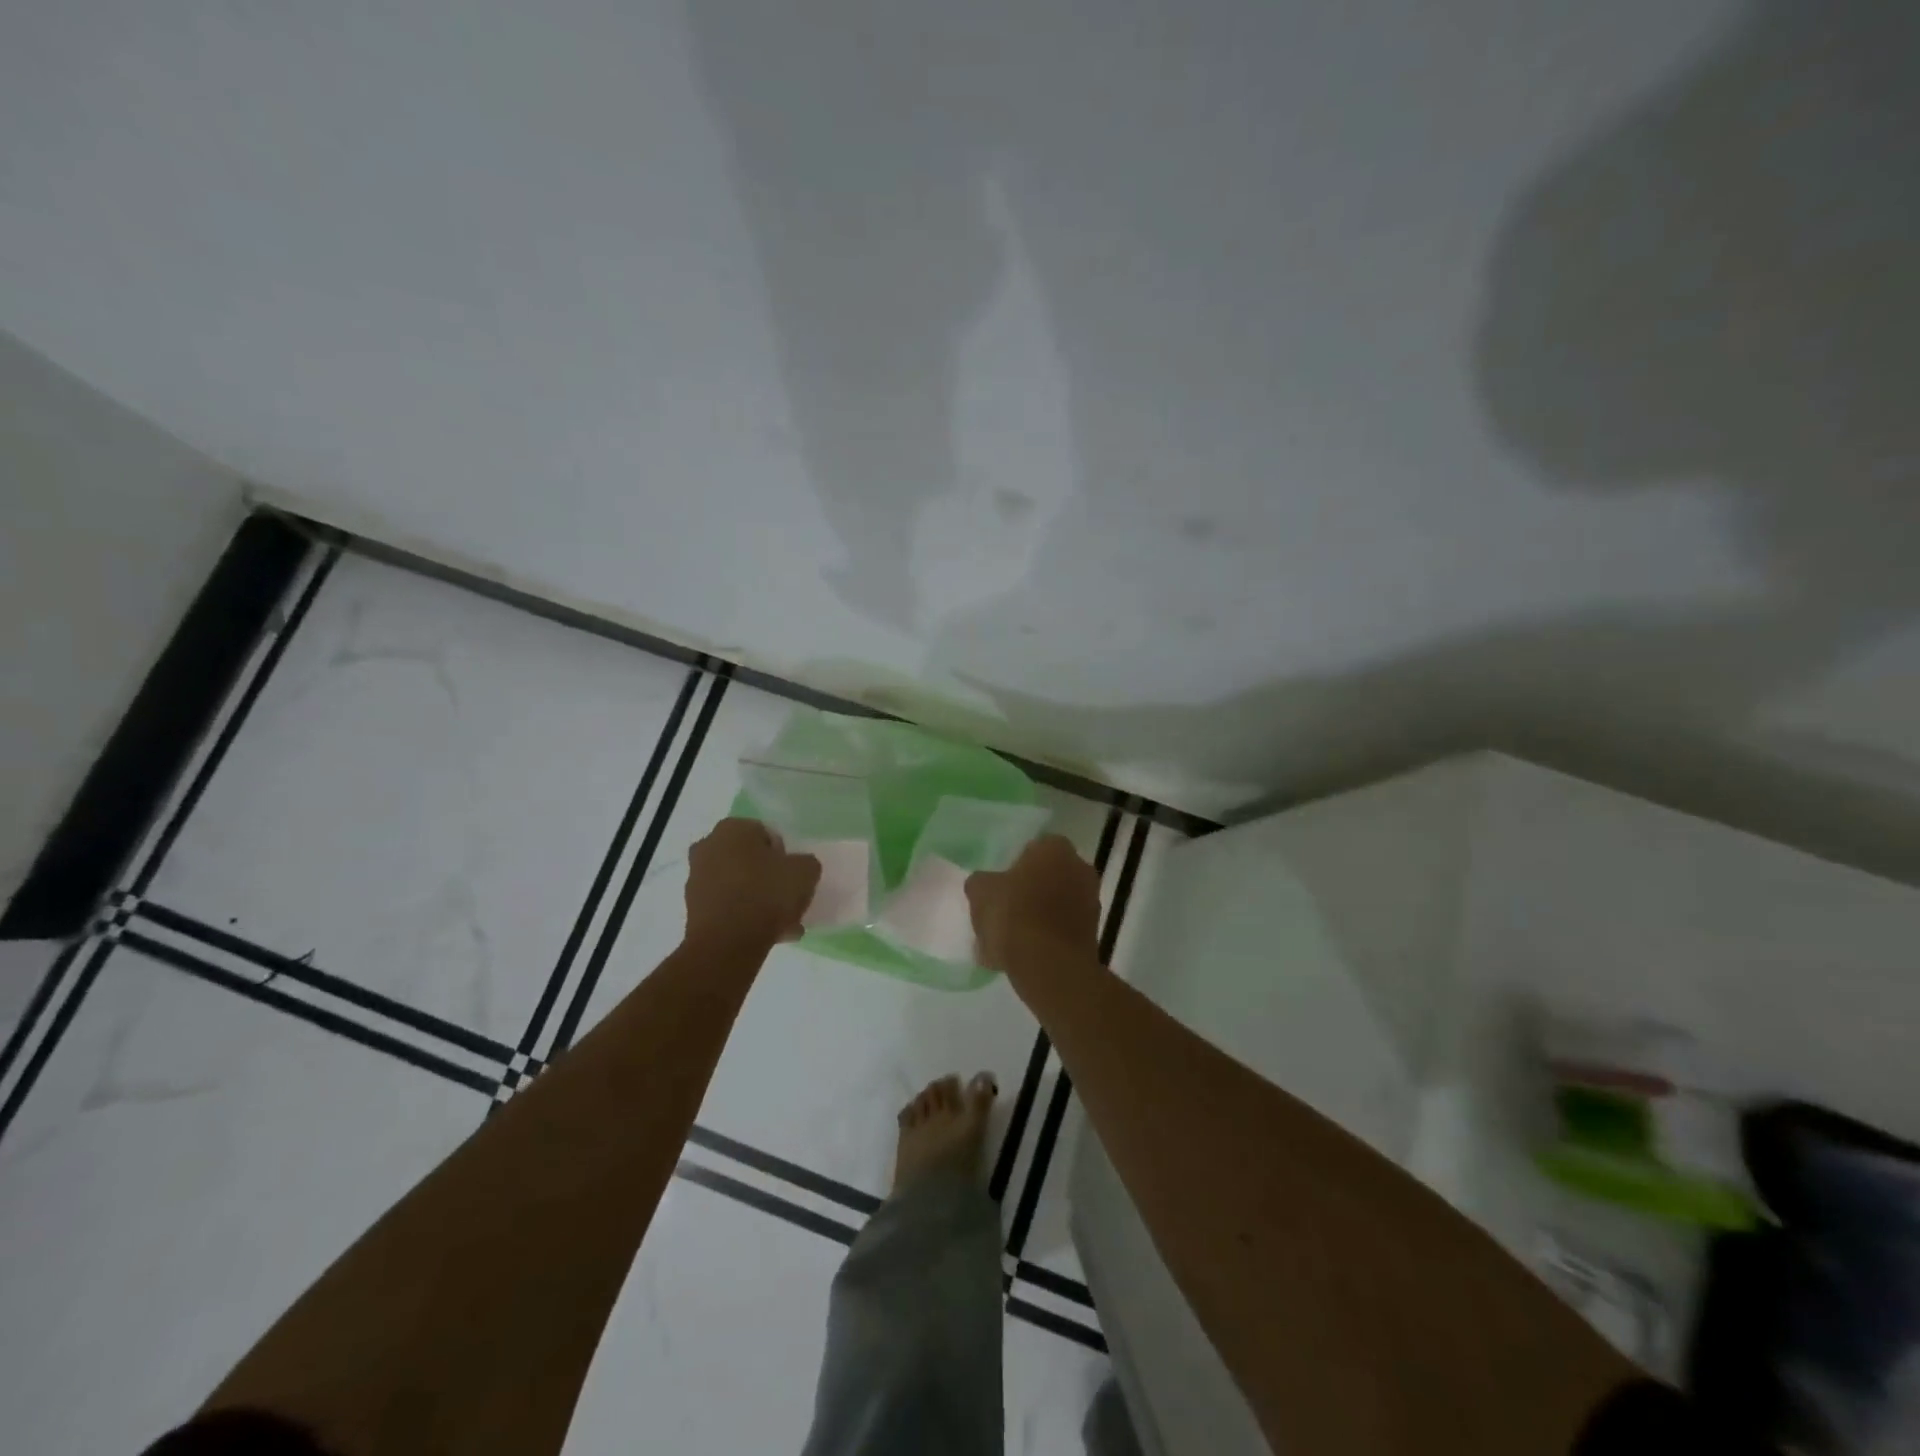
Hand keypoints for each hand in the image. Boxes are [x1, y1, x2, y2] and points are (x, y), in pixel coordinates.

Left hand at [684, 818, 820, 950]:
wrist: (727, 943)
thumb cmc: (766, 894)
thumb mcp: (805, 871)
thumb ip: (805, 863)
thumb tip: (797, 868)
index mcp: (732, 828)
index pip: (766, 834)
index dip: (784, 855)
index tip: (793, 875)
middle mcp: (708, 847)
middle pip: (750, 860)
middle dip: (769, 878)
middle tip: (788, 899)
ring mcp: (696, 879)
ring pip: (739, 886)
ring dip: (759, 900)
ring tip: (784, 924)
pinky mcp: (693, 909)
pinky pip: (728, 907)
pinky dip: (745, 917)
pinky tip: (769, 935)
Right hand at [966, 834, 1101, 973]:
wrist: (1049, 965)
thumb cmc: (1014, 915)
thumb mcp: (980, 892)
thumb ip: (981, 882)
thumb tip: (985, 884)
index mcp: (1055, 848)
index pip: (1034, 848)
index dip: (1015, 866)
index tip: (1000, 885)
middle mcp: (1080, 868)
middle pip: (1048, 877)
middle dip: (1029, 891)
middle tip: (1004, 910)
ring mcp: (1091, 902)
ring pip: (1055, 905)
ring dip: (1037, 917)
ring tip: (1007, 941)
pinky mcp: (1093, 933)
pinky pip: (1061, 930)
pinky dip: (1045, 939)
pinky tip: (1021, 956)